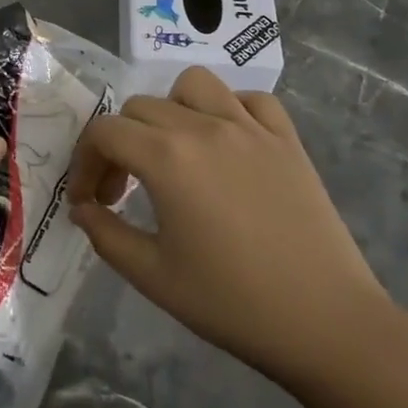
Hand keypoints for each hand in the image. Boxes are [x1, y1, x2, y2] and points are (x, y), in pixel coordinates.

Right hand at [67, 66, 394, 389]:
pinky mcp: (287, 139)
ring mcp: (251, 128)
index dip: (84, 163)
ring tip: (173, 151)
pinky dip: (229, 110)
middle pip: (141, 107)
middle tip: (123, 191)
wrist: (325, 322)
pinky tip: (227, 145)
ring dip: (170, 110)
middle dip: (119, 144)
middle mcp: (205, 127)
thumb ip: (106, 235)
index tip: (89, 201)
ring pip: (194, 85)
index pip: (105, 132)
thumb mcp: (152, 276)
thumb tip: (83, 209)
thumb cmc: (231, 303)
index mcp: (167, 158)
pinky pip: (250, 100)